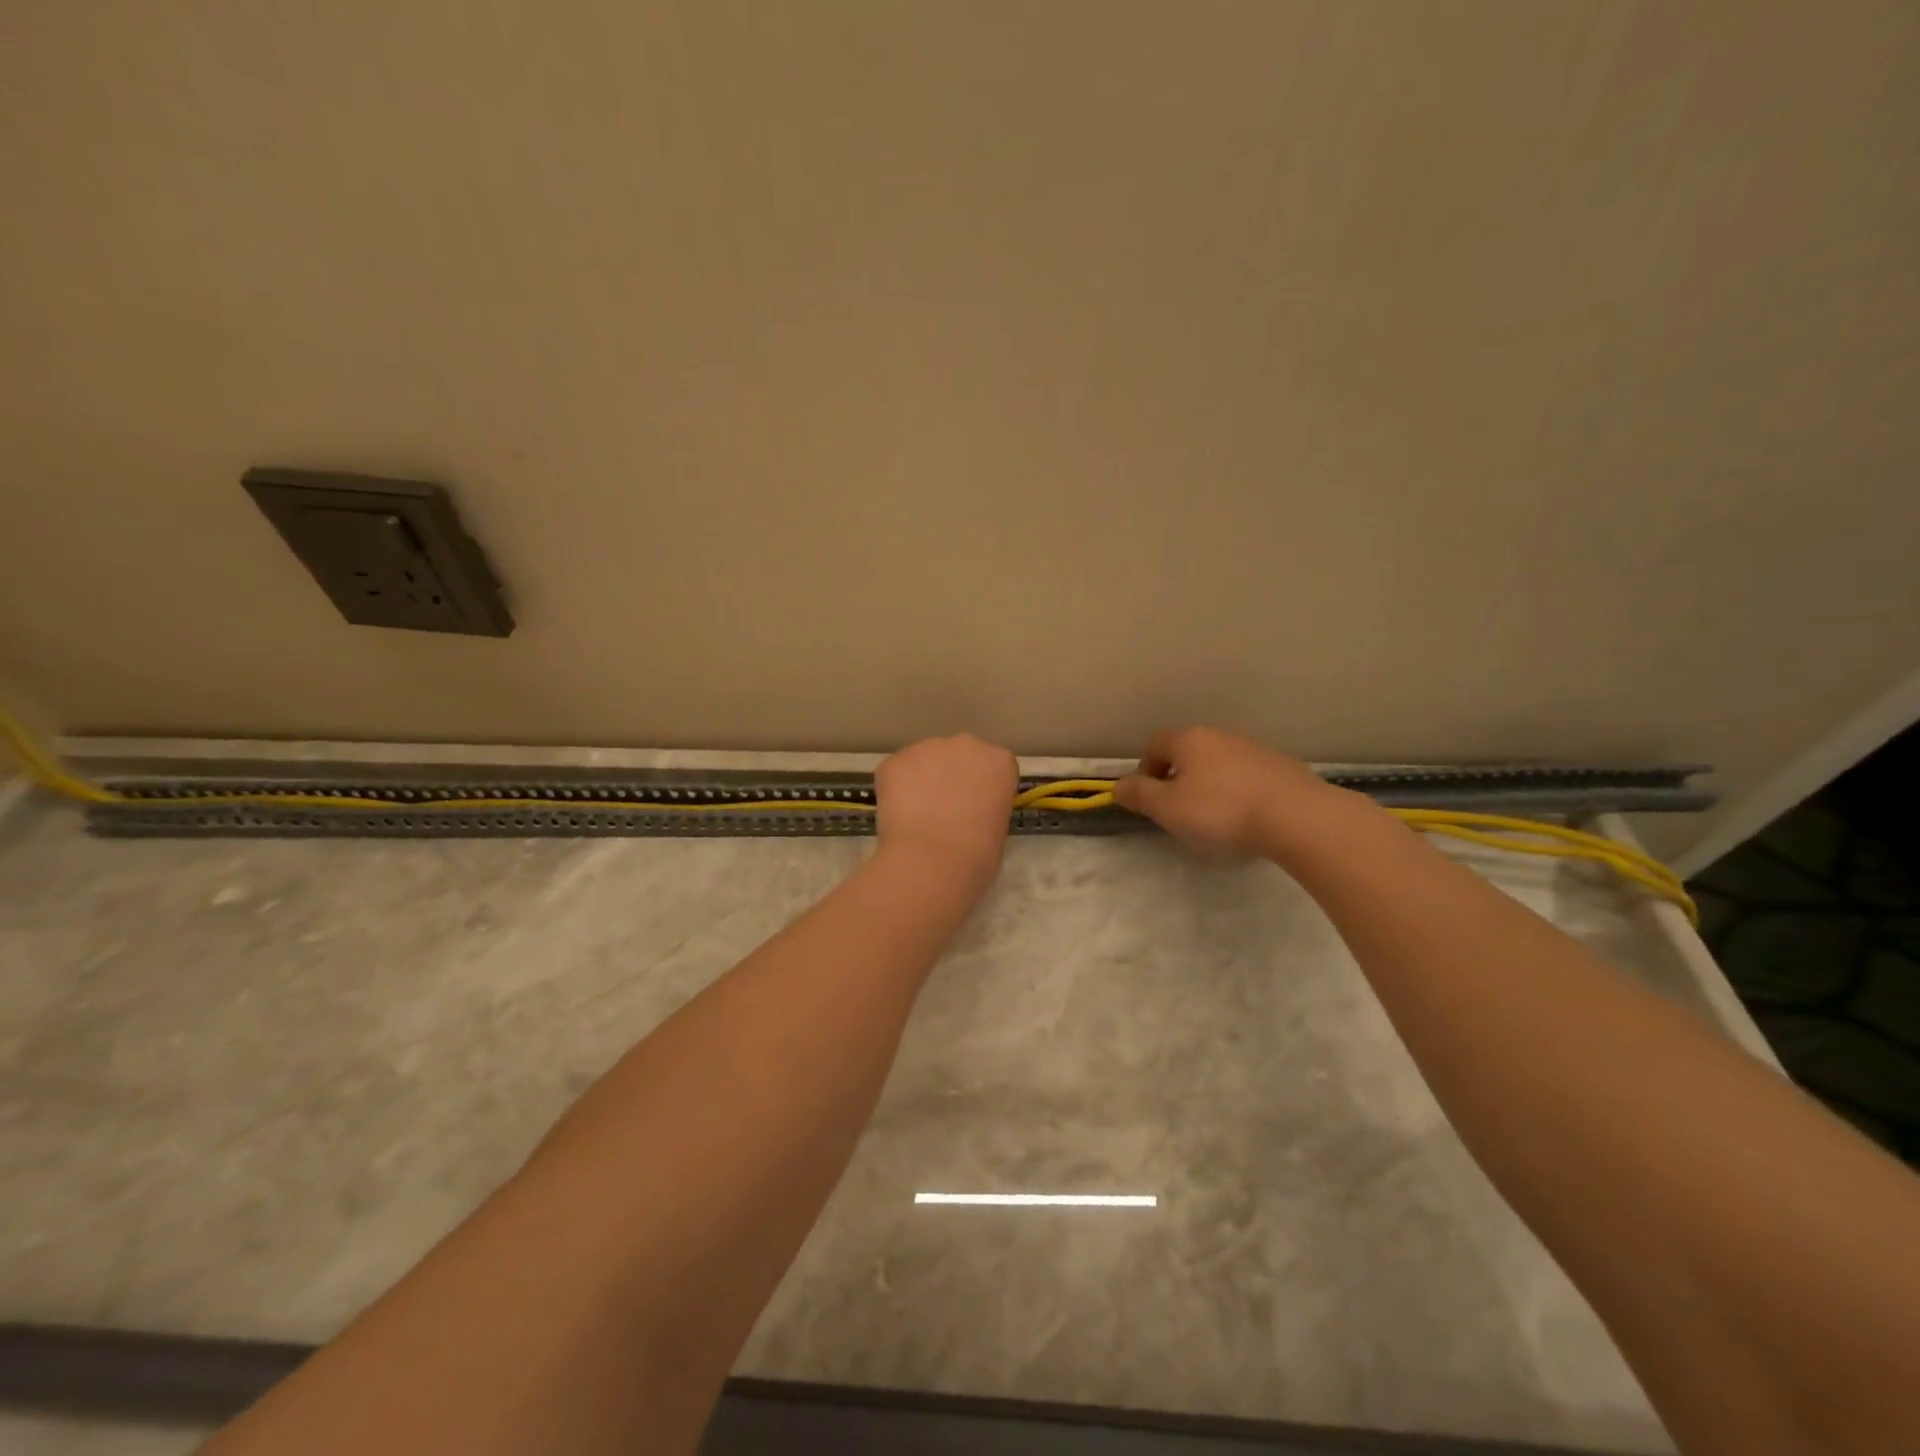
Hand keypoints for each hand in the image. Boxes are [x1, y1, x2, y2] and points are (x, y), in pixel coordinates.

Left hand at [875, 734, 1017, 882]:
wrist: (932, 863)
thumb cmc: (977, 856)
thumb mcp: (998, 829)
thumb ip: (986, 807)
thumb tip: (967, 811)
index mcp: (999, 761)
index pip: (993, 767)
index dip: (982, 788)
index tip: (975, 808)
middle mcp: (966, 744)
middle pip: (958, 756)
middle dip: (952, 777)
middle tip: (944, 810)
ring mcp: (927, 748)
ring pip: (924, 761)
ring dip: (922, 781)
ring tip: (917, 816)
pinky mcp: (894, 760)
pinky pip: (897, 773)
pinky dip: (895, 790)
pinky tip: (898, 816)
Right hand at [1113, 726, 1341, 857]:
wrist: (1296, 816)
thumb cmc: (1221, 811)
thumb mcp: (1167, 808)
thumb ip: (1138, 795)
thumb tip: (1117, 785)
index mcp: (1189, 740)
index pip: (1155, 744)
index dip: (1145, 770)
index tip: (1149, 798)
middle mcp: (1219, 736)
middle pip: (1188, 752)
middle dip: (1177, 777)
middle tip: (1178, 810)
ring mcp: (1253, 748)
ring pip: (1218, 763)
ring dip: (1209, 784)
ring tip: (1214, 817)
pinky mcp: (1280, 766)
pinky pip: (1246, 775)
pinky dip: (1238, 790)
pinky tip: (1246, 817)